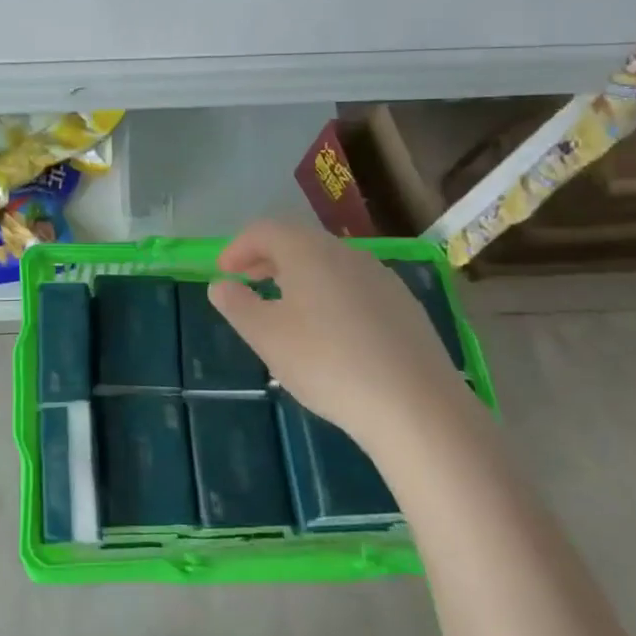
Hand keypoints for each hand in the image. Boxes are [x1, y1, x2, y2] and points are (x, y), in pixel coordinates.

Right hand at [208, 220, 464, 438]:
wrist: (415, 405)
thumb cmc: (327, 363)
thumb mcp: (266, 336)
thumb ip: (237, 305)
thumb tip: (220, 285)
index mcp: (308, 252)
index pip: (264, 231)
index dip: (237, 248)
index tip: (223, 273)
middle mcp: (346, 253)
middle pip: (299, 242)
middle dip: (267, 259)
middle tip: (247, 283)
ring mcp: (381, 277)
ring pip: (329, 264)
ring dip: (300, 277)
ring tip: (286, 308)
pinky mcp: (404, 305)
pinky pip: (355, 287)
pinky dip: (330, 295)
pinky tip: (331, 332)